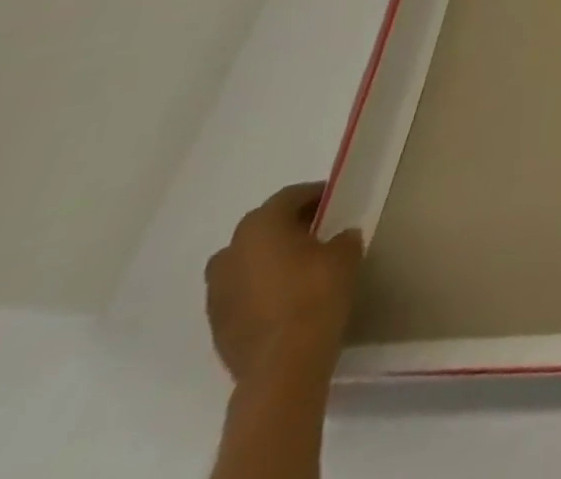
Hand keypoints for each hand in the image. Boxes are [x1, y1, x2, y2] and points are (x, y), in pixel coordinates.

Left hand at [204, 182, 363, 384]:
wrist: (283, 364)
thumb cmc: (316, 293)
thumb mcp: (346, 252)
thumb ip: (341, 237)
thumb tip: (337, 238)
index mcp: (261, 226)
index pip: (289, 196)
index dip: (315, 195)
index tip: (336, 203)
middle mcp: (231, 252)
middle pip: (262, 226)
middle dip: (288, 225)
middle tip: (319, 230)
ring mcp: (216, 291)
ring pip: (246, 260)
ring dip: (268, 257)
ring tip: (299, 266)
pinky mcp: (215, 323)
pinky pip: (240, 290)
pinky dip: (259, 286)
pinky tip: (285, 296)